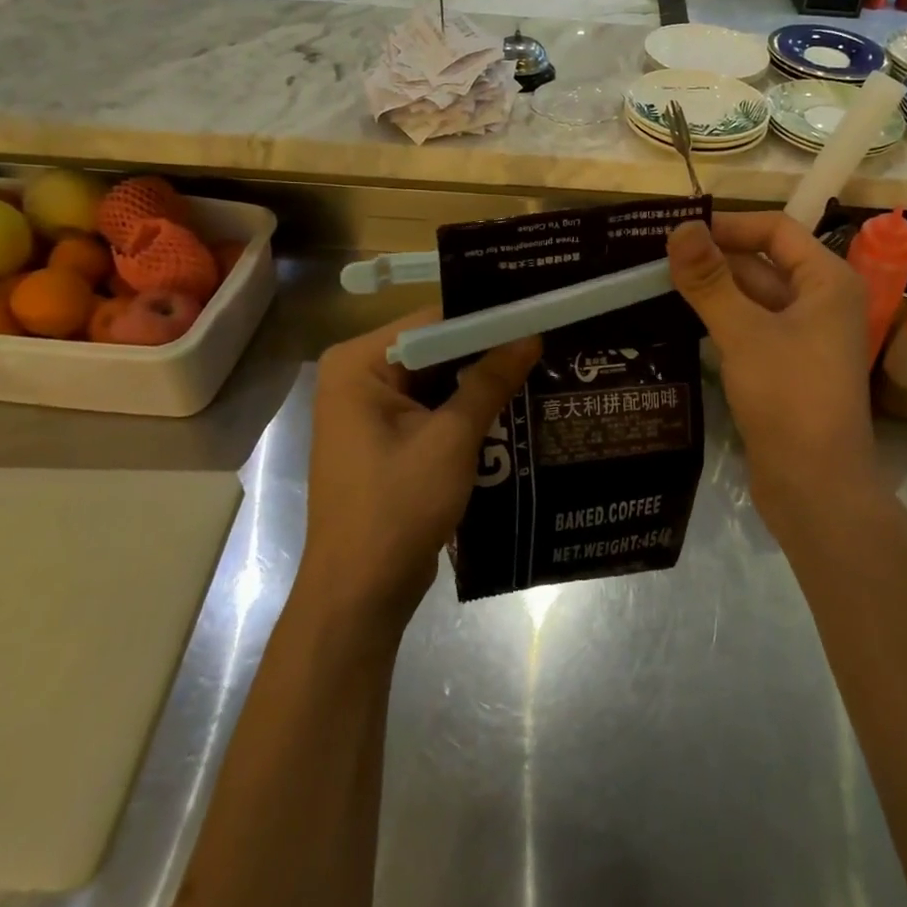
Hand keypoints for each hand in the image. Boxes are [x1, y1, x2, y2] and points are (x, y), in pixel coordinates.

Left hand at [303, 311, 538, 628]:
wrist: (360, 594)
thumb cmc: (397, 507)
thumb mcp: (451, 439)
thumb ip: (489, 381)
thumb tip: (531, 335)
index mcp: (358, 364)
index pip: (432, 322)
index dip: (487, 317)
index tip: (538, 311)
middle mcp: (358, 378)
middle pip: (435, 349)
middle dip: (488, 350)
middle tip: (548, 338)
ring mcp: (371, 411)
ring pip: (438, 380)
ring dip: (482, 381)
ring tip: (543, 364)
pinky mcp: (387, 440)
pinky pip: (434, 409)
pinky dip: (468, 409)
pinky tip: (515, 404)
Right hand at [667, 214, 882, 532]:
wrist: (816, 487)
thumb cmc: (789, 397)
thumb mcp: (744, 332)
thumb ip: (710, 280)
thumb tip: (680, 227)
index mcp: (827, 281)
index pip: (776, 229)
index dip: (728, 225)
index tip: (677, 230)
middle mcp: (820, 302)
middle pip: (762, 263)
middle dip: (713, 260)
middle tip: (653, 258)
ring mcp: (804, 337)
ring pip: (752, 299)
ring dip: (711, 292)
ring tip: (654, 285)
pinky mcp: (785, 368)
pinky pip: (750, 330)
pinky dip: (719, 322)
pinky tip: (678, 323)